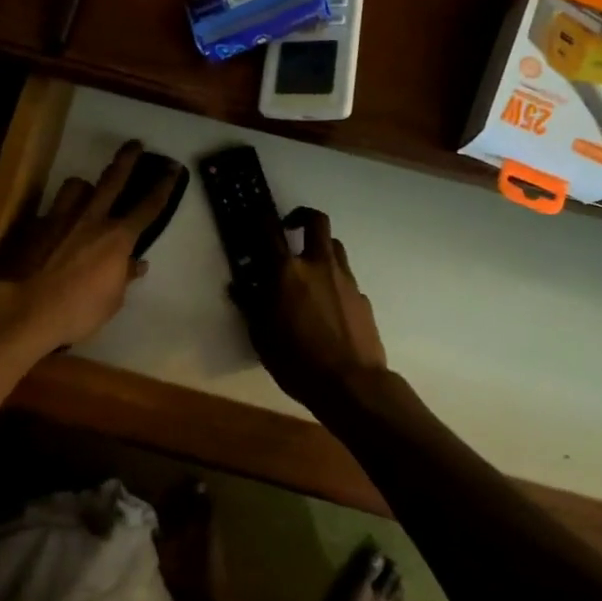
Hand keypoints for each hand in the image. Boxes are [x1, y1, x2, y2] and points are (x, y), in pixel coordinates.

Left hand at [0, 140, 181, 354]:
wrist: (24, 308)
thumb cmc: (76, 311)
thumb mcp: (111, 301)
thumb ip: (124, 277)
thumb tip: (137, 264)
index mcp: (117, 237)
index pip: (148, 207)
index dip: (163, 186)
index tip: (172, 169)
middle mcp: (92, 218)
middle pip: (113, 179)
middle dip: (127, 159)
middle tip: (135, 143)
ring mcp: (61, 217)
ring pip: (77, 185)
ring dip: (85, 185)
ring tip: (86, 190)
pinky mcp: (37, 225)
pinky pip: (54, 209)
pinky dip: (60, 213)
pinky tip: (57, 225)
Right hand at [231, 207, 389, 411]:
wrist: (352, 384)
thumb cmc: (297, 361)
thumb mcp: (261, 336)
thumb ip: (250, 306)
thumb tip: (239, 287)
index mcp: (287, 272)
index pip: (269, 231)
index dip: (261, 218)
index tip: (256, 216)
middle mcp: (318, 265)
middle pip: (316, 222)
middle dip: (302, 217)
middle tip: (291, 228)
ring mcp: (345, 279)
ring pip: (335, 246)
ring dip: (320, 247)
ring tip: (310, 266)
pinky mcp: (362, 297)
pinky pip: (346, 277)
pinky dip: (334, 280)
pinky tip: (328, 304)